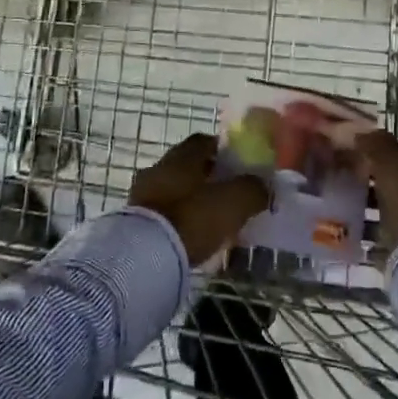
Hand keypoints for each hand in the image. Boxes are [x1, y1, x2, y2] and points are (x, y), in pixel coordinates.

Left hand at [128, 133, 270, 265]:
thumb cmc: (191, 218)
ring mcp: (142, 195)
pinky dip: (177, 219)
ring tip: (210, 219)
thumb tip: (264, 186)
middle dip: (207, 176)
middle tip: (228, 193)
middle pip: (187, 166)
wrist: (143, 257)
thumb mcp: (233, 202)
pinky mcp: (133, 222)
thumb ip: (252, 189)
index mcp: (182, 156)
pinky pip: (162, 213)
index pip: (204, 141)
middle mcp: (159, 168)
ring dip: (191, 199)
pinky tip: (190, 235)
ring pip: (174, 190)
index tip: (239, 164)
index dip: (223, 150)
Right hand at [353, 129, 397, 250]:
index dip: (380, 163)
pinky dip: (374, 245)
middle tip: (346, 189)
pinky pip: (390, 250)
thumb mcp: (395, 171)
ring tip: (345, 217)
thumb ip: (380, 148)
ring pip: (394, 222)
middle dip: (376, 191)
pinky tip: (357, 244)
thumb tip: (362, 130)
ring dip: (374, 218)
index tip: (355, 163)